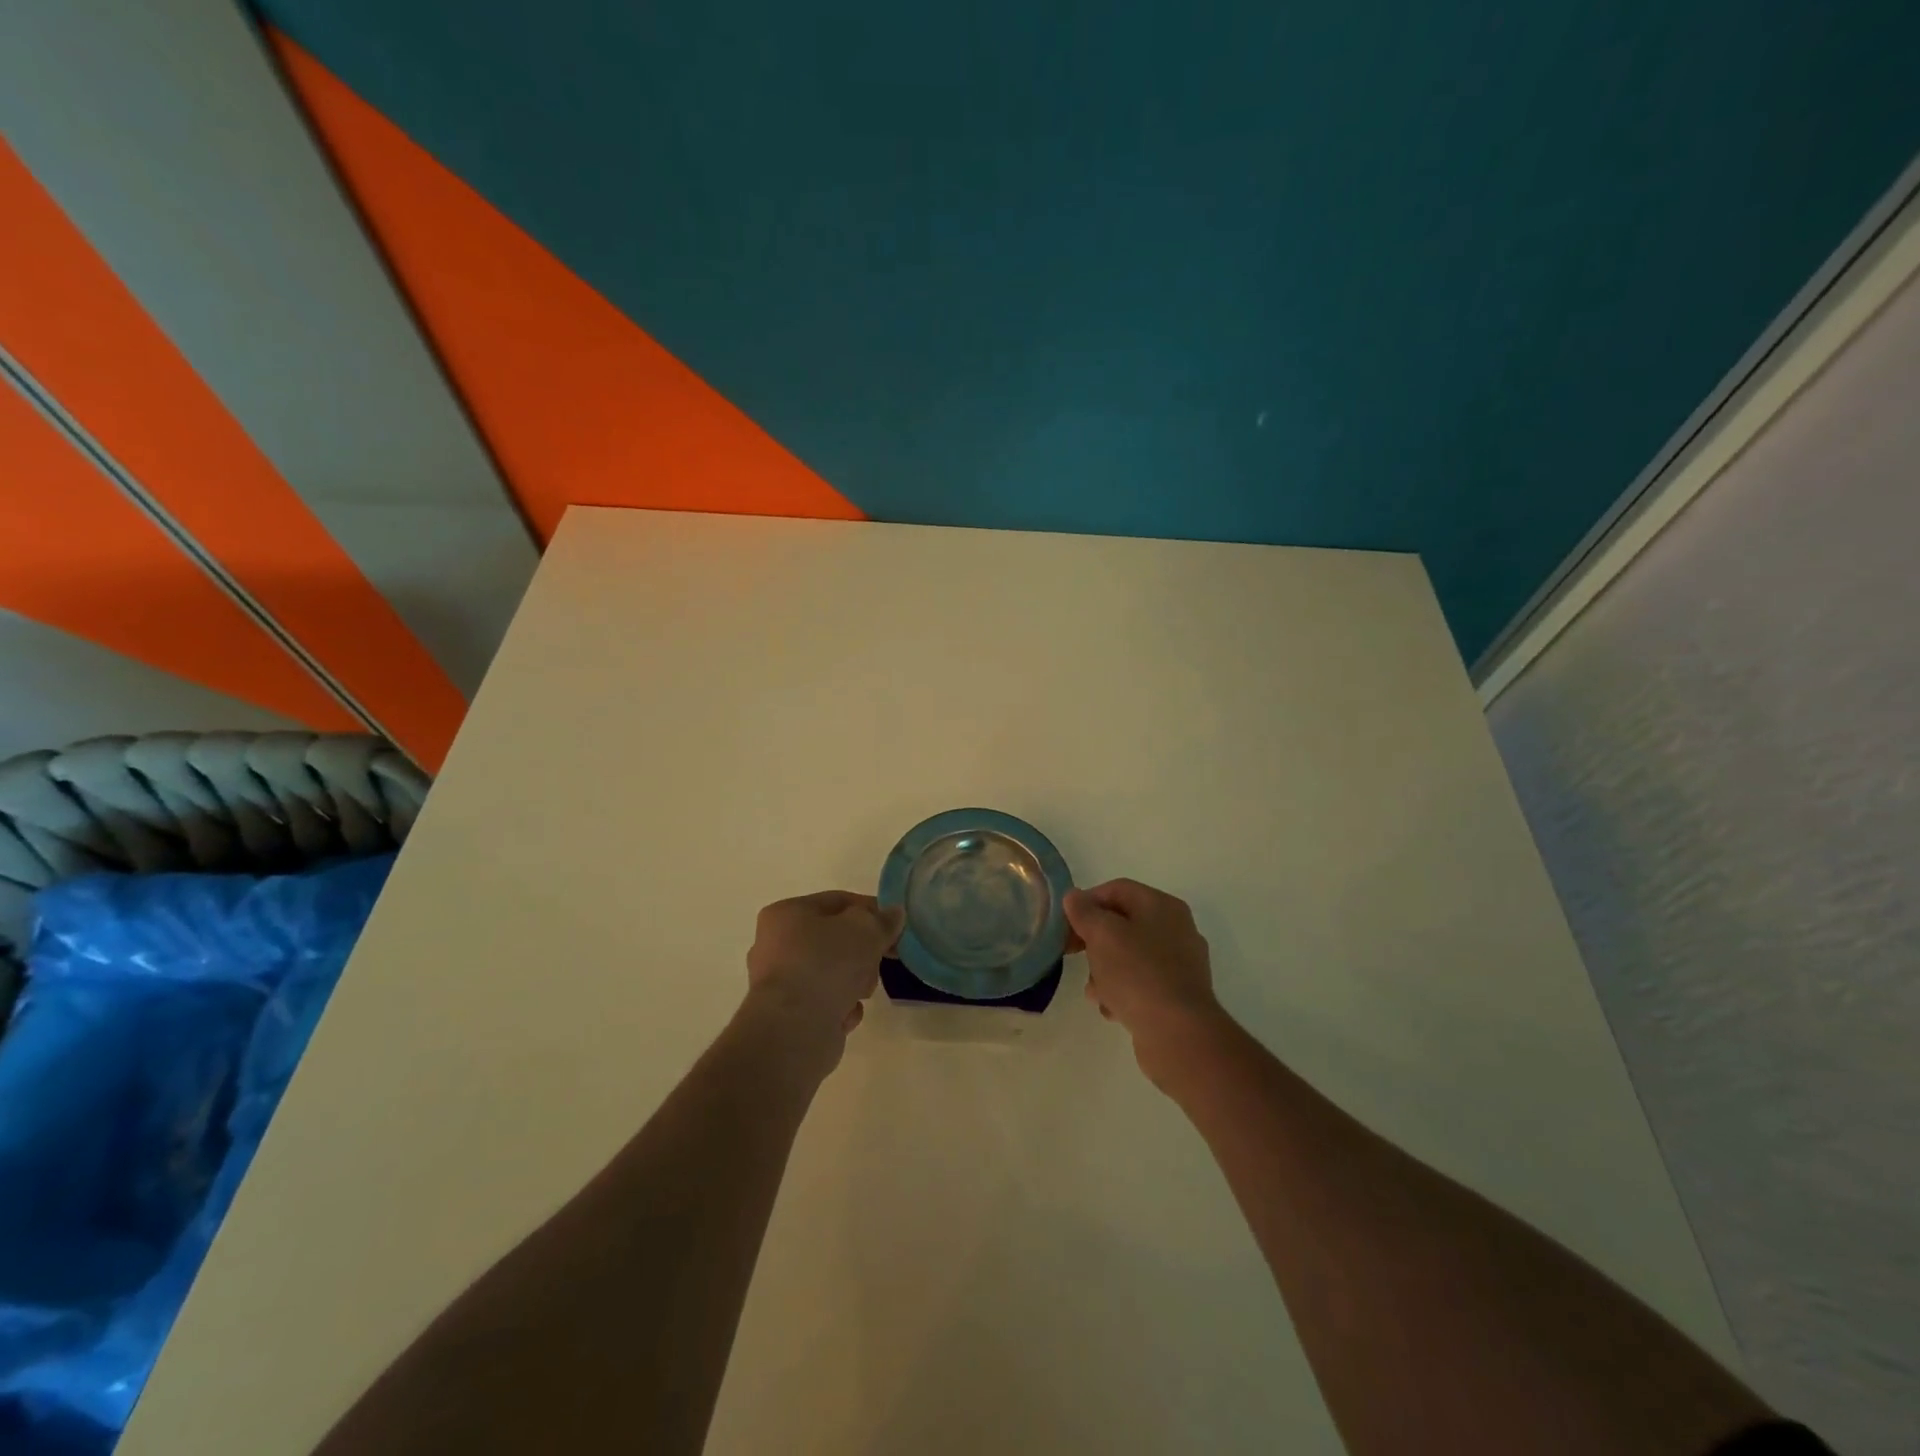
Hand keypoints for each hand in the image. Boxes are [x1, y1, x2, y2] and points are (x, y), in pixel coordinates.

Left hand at [745, 892, 902, 1061]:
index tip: (895, 926)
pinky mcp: (788, 1016)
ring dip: (854, 981)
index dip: (870, 910)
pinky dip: (840, 1007)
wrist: (795, 1029)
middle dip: (863, 951)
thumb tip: (893, 914)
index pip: (837, 902)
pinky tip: (846, 1014)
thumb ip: (882, 920)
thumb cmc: (825, 964)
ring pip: (833, 972)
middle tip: (882, 959)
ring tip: (862, 992)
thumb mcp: (864, 930)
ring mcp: (780, 983)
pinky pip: (825, 1002)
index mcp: (785, 914)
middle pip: (835, 939)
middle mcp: (775, 945)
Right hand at [1064, 879, 1227, 1084]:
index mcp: (1162, 906)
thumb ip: (1085, 912)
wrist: (1178, 1034)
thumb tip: (1074, 897)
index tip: (1065, 924)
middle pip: (1123, 923)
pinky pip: (1142, 983)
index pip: (1117, 889)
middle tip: (1071, 954)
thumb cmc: (1137, 973)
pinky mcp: (1178, 995)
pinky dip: (1123, 991)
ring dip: (1105, 970)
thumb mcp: (1102, 935)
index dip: (1087, 902)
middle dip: (1094, 940)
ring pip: (1130, 956)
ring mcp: (1180, 964)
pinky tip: (1111, 1008)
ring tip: (1094, 991)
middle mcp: (1176, 929)